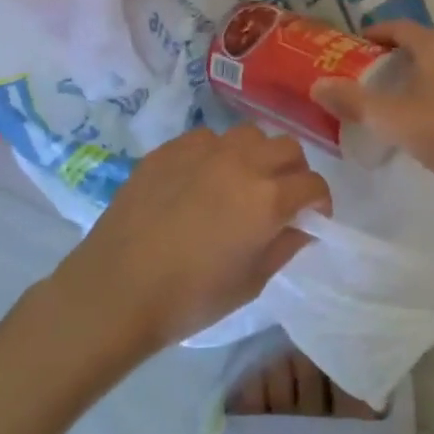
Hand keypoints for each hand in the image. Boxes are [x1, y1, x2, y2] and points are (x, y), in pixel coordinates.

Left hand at [55, 125, 330, 350]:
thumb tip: (303, 226)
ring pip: (250, 135)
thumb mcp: (250, 283)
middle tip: (280, 197)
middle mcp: (243, 163)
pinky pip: (208, 139)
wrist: (114, 290)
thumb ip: (285, 246)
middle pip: (289, 148)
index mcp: (268, 199)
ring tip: (241, 182)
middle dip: (294, 171)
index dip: (319, 203)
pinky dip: (217, 155)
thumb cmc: (189, 298)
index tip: (310, 218)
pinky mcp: (170, 148)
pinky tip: (200, 181)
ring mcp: (204, 150)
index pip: (314, 184)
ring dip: (257, 156)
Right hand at [312, 23, 433, 193]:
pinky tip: (430, 126)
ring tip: (393, 108)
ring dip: (415, 81)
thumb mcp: (395, 119)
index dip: (373, 34)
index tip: (351, 49)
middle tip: (364, 83)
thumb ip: (355, 102)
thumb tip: (317, 84)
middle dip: (391, 61)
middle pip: (419, 47)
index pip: (398, 27)